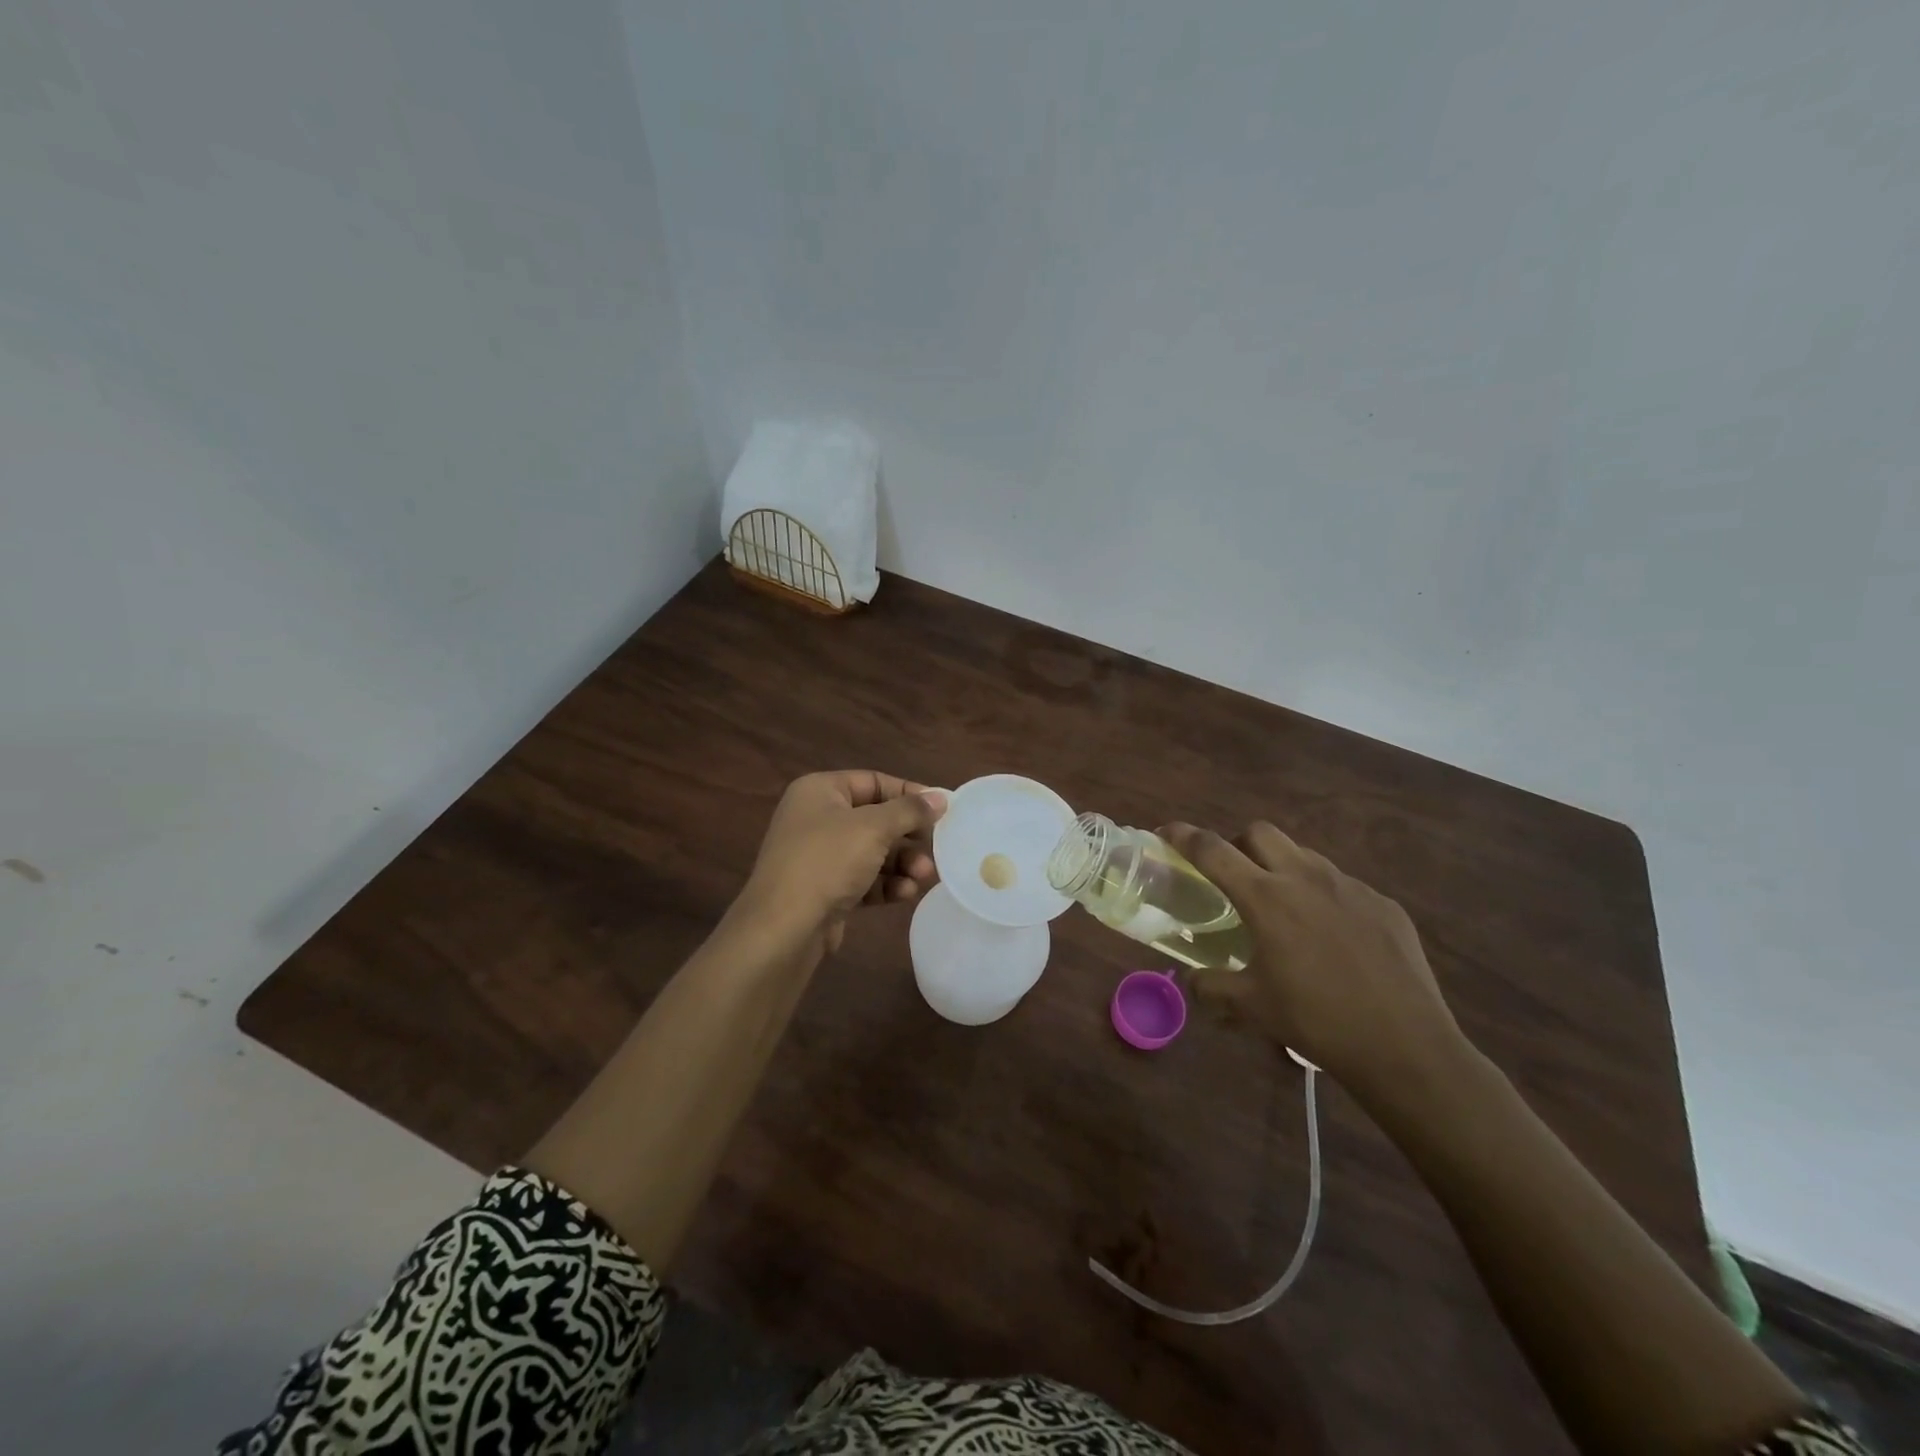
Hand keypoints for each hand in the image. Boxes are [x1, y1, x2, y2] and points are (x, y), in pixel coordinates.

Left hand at [739, 771, 947, 949]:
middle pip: (876, 819)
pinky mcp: (825, 890)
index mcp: (819, 791)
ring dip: (902, 863)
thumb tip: (940, 797)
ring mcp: (819, 856)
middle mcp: (816, 818)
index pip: (873, 782)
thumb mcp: (873, 828)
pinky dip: (886, 884)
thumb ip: (910, 810)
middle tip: (936, 846)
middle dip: (908, 836)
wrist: (783, 928)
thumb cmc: (827, 862)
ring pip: (872, 852)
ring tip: (924, 876)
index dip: (909, 793)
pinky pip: (863, 879)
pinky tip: (905, 894)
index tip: (941, 808)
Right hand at [1163, 821, 1463, 1096]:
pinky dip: (1323, 896)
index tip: (1168, 832)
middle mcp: (1306, 878)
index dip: (1184, 836)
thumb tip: (1192, 980)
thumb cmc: (1317, 1021)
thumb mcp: (1252, 1007)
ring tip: (1284, 908)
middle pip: (1260, 832)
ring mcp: (1350, 887)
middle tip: (1234, 876)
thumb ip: (1212, 987)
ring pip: (1303, 854)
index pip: (1213, 850)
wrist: (1405, 1046)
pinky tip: (1332, 937)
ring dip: (1281, 867)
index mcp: (1266, 898)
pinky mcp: (1384, 904)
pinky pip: (1342, 885)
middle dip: (1237, 843)